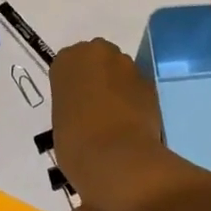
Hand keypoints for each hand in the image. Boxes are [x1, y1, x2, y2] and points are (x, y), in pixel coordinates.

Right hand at [50, 38, 163, 205]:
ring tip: (114, 118)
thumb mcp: (60, 119)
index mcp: (68, 59)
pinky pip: (137, 88)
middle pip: (97, 59)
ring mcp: (128, 65)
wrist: (116, 157)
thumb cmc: (75, 141)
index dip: (73, 84)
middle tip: (93, 106)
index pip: (68, 64)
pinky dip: (135, 100)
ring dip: (118, 87)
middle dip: (97, 77)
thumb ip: (72, 103)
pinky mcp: (150, 83)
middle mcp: (99, 53)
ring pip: (120, 71)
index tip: (74, 103)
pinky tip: (131, 123)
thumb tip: (85, 108)